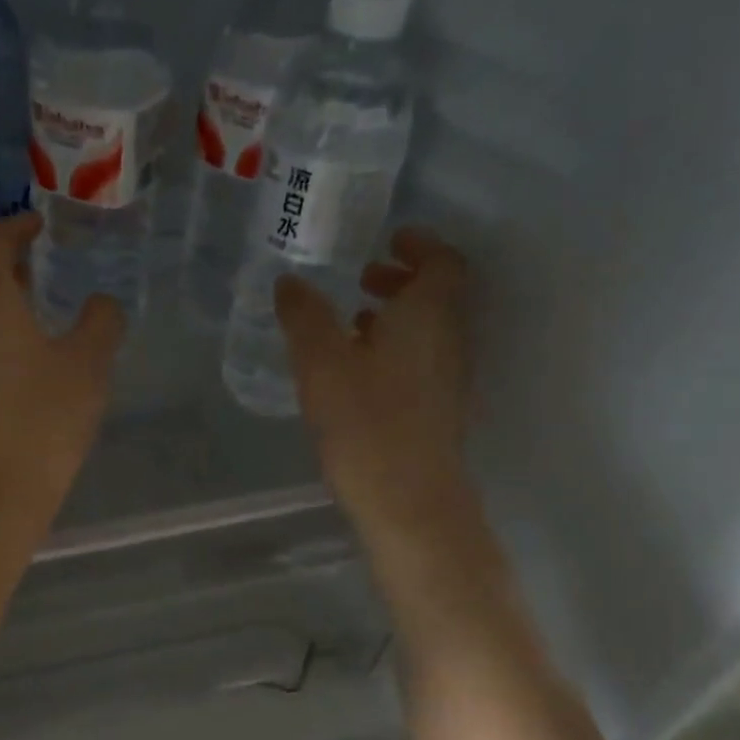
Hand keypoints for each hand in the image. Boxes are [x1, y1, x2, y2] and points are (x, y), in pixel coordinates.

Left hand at [0, 213, 123, 535]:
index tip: (39, 222)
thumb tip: (100, 303)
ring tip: (35, 294)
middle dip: (7, 258)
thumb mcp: (89, 363)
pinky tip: (24, 341)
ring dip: (0, 292)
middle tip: (41, 256)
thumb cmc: (45, 418)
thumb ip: (101, 321)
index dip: (16, 227)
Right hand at [276, 228, 474, 536]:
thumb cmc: (366, 421)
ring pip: (429, 329)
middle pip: (438, 294)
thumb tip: (289, 281)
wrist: (409, 502)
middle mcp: (449, 339)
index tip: (390, 238)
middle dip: (403, 278)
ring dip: (397, 314)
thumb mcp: (321, 362)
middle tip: (363, 276)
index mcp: (429, 316)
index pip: (444, 262)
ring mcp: (448, 377)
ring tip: (352, 319)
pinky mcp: (438, 409)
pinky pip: (422, 359)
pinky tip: (358, 368)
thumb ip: (304, 316)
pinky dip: (395, 346)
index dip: (420, 244)